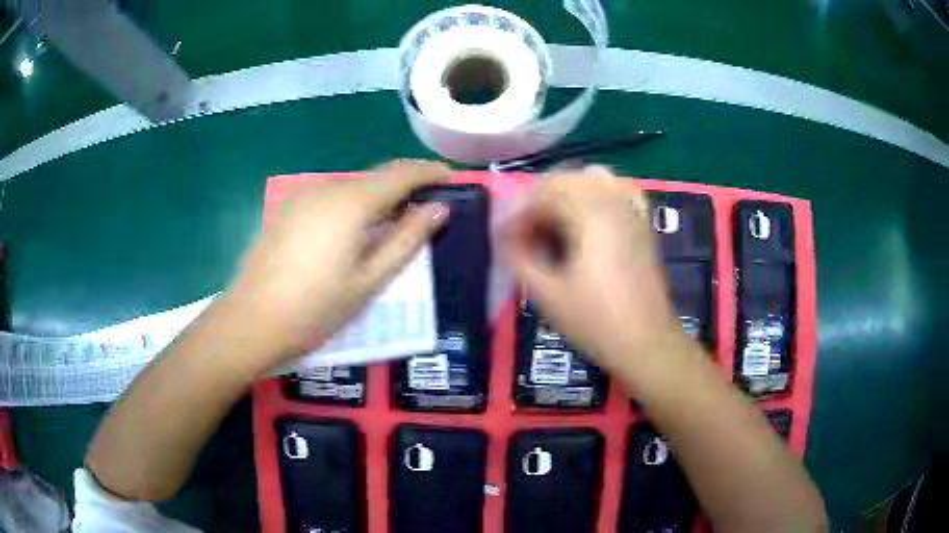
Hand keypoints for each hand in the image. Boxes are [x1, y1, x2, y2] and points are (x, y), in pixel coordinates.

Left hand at [227, 160, 449, 361]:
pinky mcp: (286, 210)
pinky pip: (328, 197)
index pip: (400, 174)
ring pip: (350, 187)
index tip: (449, 178)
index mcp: (351, 202)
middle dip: (402, 187)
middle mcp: (326, 188)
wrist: (251, 321)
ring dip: (375, 198)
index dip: (428, 172)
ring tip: (388, 225)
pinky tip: (349, 233)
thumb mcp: (369, 280)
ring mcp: (301, 196)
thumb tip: (438, 209)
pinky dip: (350, 206)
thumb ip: (407, 240)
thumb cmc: (316, 308)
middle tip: (423, 209)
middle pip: (374, 178)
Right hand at [500, 167, 685, 368]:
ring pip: (590, 179)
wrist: (646, 342)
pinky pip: (617, 190)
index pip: (543, 194)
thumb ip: (519, 258)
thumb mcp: (547, 295)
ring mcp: (632, 210)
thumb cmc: (595, 322)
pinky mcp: (642, 223)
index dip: (518, 214)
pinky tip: (586, 214)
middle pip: (565, 181)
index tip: (505, 239)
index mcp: (590, 215)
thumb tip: (505, 237)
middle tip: (525, 234)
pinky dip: (596, 194)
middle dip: (538, 203)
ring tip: (551, 224)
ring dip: (564, 195)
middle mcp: (614, 202)